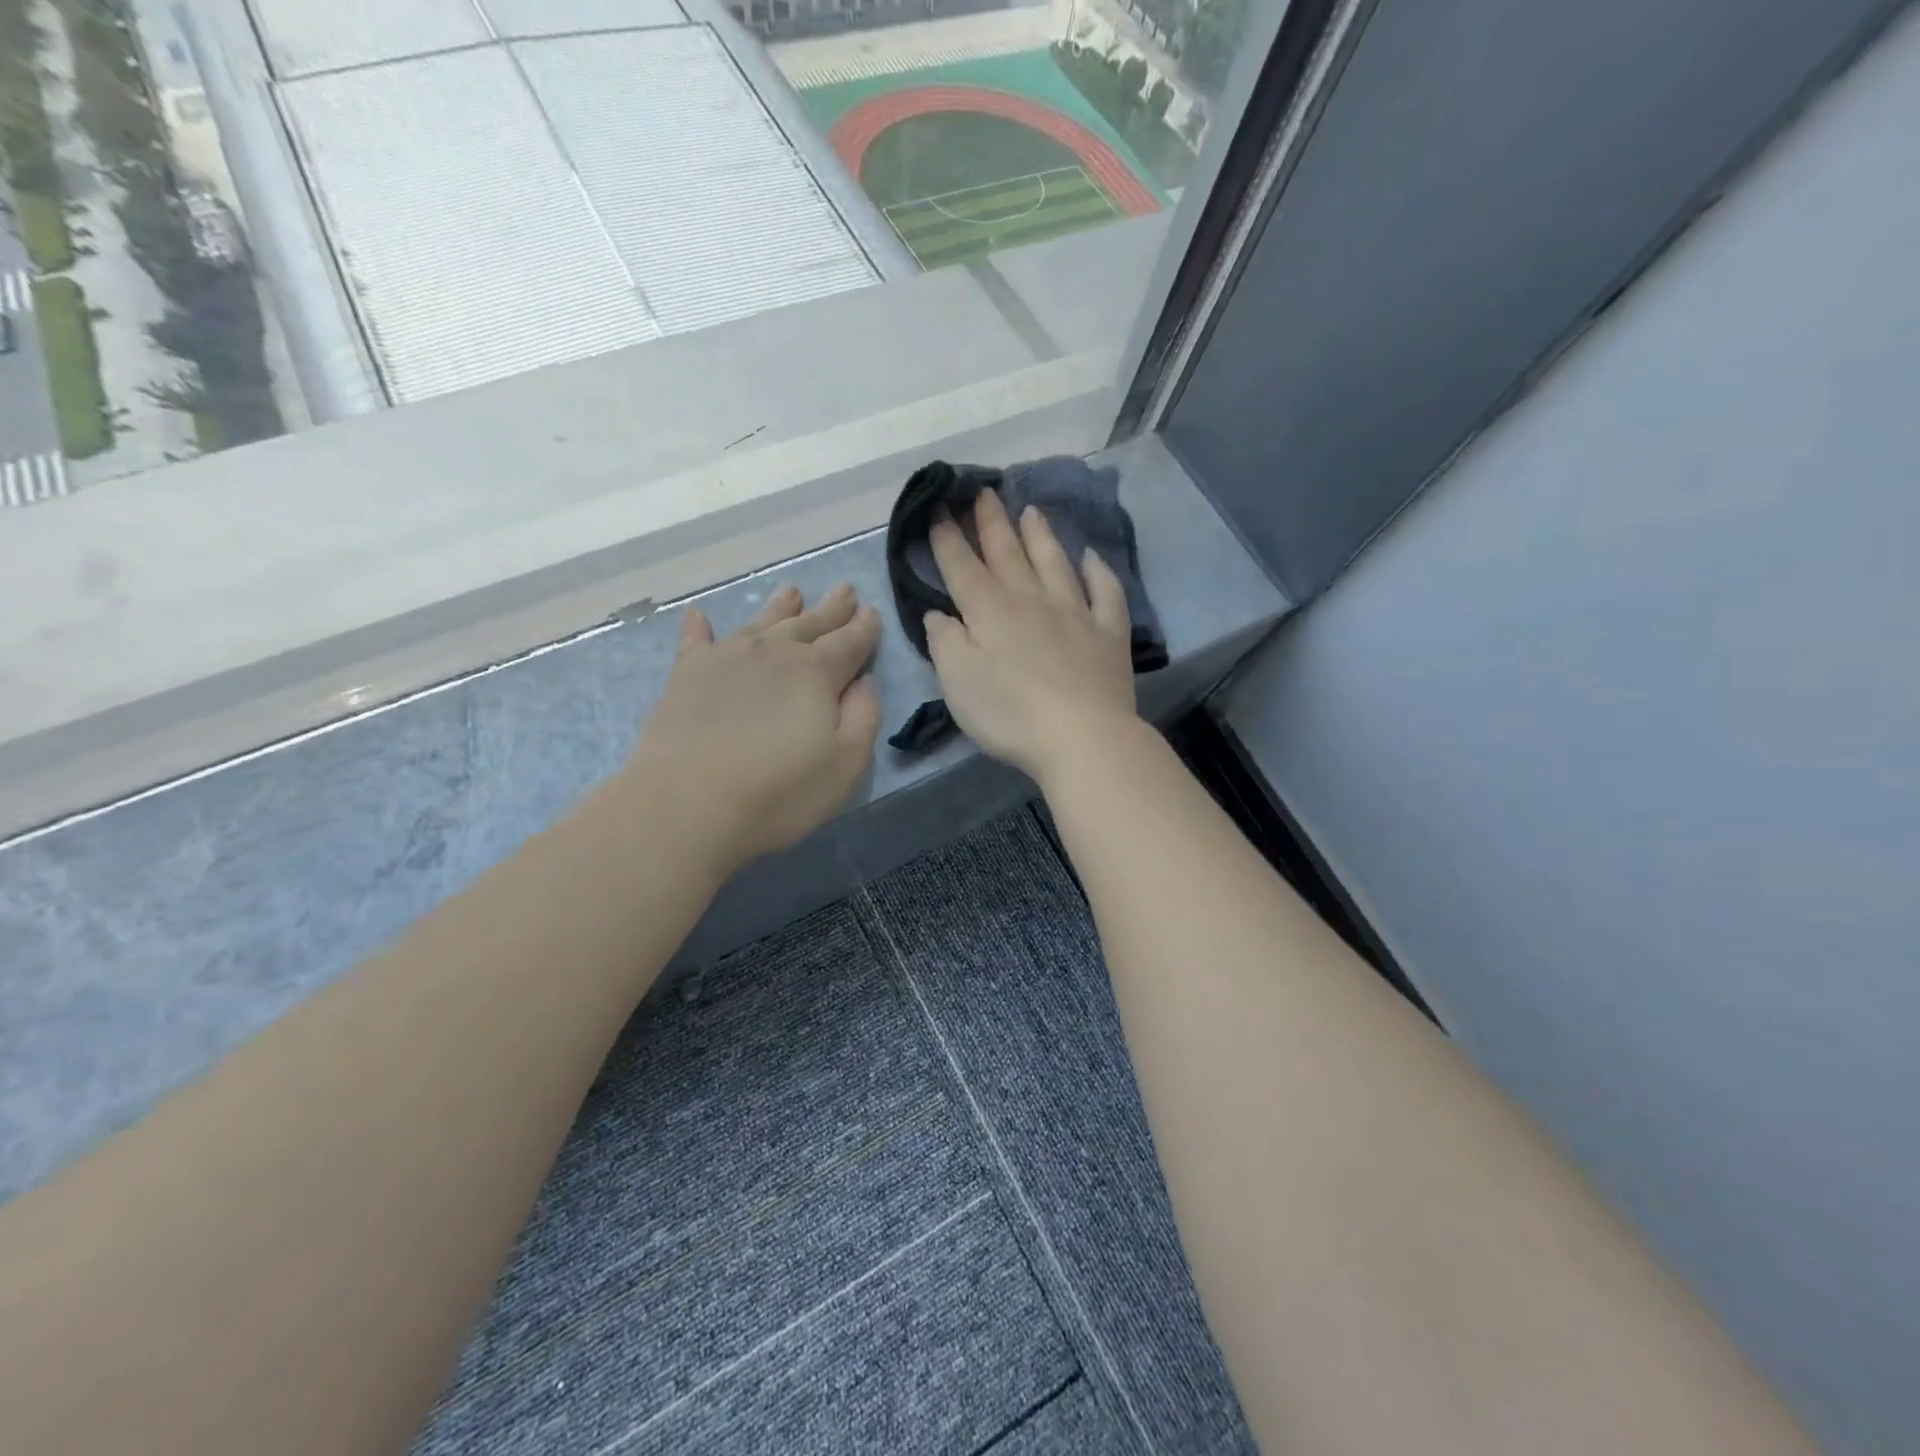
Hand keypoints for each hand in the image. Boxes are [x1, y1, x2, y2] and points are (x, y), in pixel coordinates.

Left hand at [626, 583, 881, 876]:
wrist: (688, 805)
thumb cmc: (779, 793)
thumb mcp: (846, 765)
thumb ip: (864, 717)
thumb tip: (865, 681)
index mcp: (817, 672)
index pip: (850, 642)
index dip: (864, 628)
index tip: (872, 612)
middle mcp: (774, 652)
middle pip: (810, 624)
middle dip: (831, 609)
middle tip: (844, 591)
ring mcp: (727, 658)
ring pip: (761, 622)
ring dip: (780, 607)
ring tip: (792, 591)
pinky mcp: (687, 674)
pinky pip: (696, 640)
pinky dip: (699, 627)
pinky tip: (699, 616)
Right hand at [925, 488, 1137, 785]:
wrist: (1083, 737)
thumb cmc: (1010, 714)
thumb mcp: (958, 682)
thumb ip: (945, 642)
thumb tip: (940, 614)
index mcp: (990, 612)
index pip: (962, 566)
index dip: (947, 537)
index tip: (938, 507)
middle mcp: (1032, 601)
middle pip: (1008, 553)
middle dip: (991, 522)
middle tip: (983, 491)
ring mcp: (1075, 613)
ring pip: (1055, 563)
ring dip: (1041, 536)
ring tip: (1030, 510)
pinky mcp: (1109, 634)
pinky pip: (1105, 593)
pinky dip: (1098, 572)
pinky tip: (1091, 558)